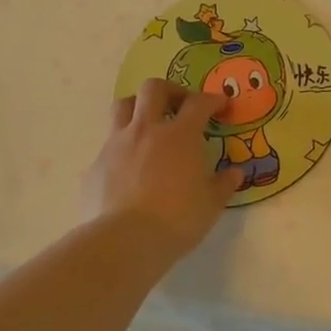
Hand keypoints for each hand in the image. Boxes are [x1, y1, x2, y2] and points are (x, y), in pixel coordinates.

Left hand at [81, 80, 243, 254]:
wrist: (123, 242)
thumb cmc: (176, 219)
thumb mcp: (211, 205)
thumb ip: (224, 185)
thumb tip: (235, 173)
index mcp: (180, 135)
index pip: (198, 103)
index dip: (212, 99)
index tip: (220, 105)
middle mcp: (146, 130)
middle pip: (154, 88)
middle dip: (170, 90)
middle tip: (181, 105)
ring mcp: (117, 145)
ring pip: (122, 106)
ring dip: (138, 106)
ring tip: (149, 123)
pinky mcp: (95, 165)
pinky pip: (109, 144)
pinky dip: (122, 147)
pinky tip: (129, 167)